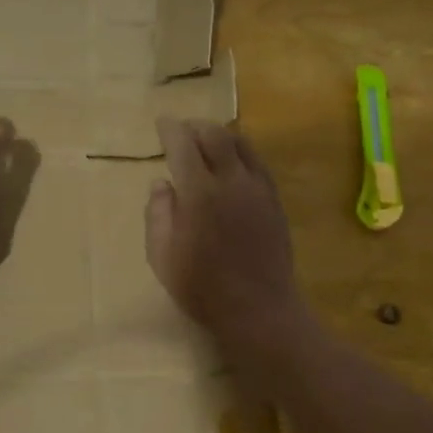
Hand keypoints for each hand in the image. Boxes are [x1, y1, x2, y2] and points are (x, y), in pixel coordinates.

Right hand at [147, 118, 308, 354]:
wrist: (258, 308)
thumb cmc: (202, 287)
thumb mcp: (162, 256)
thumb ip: (158, 213)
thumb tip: (161, 183)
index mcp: (199, 193)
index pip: (183, 145)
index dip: (170, 130)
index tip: (162, 123)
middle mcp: (231, 181)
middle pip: (215, 135)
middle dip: (196, 126)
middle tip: (183, 130)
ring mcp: (258, 189)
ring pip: (241, 143)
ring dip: (221, 134)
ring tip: (207, 140)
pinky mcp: (274, 201)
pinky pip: (258, 162)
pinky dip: (241, 152)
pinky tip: (233, 163)